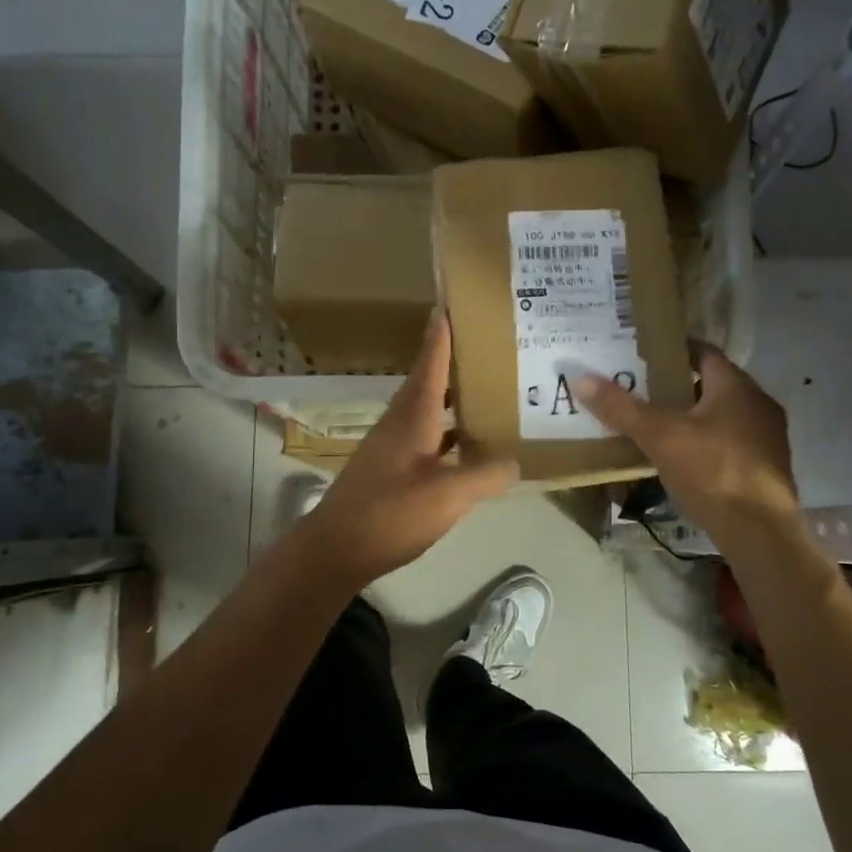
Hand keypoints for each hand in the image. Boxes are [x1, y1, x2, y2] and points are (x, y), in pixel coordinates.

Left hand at [299, 312, 518, 589]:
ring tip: (488, 390)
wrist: (336, 550)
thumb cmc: (390, 513)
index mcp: (412, 416)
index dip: (442, 333)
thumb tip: (515, 462)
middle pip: (430, 381)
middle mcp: (400, 423)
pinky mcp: (390, 469)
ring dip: (453, 398)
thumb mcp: (447, 495)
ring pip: (428, 410)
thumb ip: (485, 475)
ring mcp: (392, 446)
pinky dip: (447, 433)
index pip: (430, 362)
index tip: (452, 301)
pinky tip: (467, 446)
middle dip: (455, 361)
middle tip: (489, 346)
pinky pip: (426, 437)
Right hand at [575, 346, 797, 543]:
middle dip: (678, 386)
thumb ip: (622, 408)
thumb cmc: (712, 471)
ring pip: (722, 416)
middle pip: (712, 385)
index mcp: (736, 387)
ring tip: (655, 425)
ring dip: (693, 418)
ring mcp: (767, 438)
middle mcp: (758, 405)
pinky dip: (705, 444)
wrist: (760, 532)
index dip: (675, 350)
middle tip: (641, 390)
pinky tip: (681, 459)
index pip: (704, 352)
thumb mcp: (660, 437)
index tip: (645, 354)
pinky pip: (730, 444)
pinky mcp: (766, 469)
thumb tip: (581, 379)